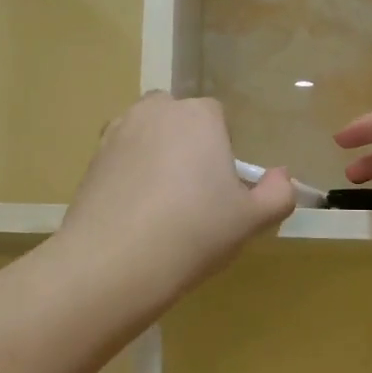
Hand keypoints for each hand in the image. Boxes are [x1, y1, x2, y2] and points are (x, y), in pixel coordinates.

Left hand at [59, 94, 295, 304]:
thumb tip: (281, 176)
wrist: (116, 260)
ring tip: (160, 203)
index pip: (217, 117)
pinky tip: (133, 212)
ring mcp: (116, 133)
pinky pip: (119, 159)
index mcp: (198, 116)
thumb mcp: (251, 220)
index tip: (221, 187)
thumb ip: (277, 194)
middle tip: (192, 193)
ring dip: (153, 155)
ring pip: (144, 135)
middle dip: (185, 143)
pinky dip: (127, 175)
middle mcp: (154, 112)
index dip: (222, 149)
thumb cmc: (195, 232)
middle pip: (176, 119)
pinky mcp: (90, 160)